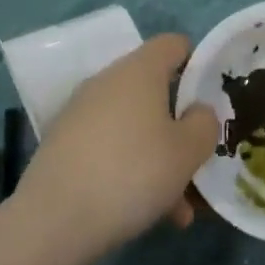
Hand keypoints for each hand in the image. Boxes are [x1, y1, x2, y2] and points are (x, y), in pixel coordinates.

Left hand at [15, 34, 220, 261]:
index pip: (174, 44)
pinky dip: (129, 170)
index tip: (211, 99)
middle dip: (179, 128)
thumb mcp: (187, 152)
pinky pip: (109, 148)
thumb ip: (204, 124)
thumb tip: (197, 111)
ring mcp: (81, 112)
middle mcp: (107, 81)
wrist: (53, 220)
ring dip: (158, 158)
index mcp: (139, 70)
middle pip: (155, 91)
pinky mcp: (63, 143)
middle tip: (197, 164)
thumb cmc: (132, 173)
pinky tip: (143, 213)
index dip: (197, 63)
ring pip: (134, 126)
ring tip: (177, 209)